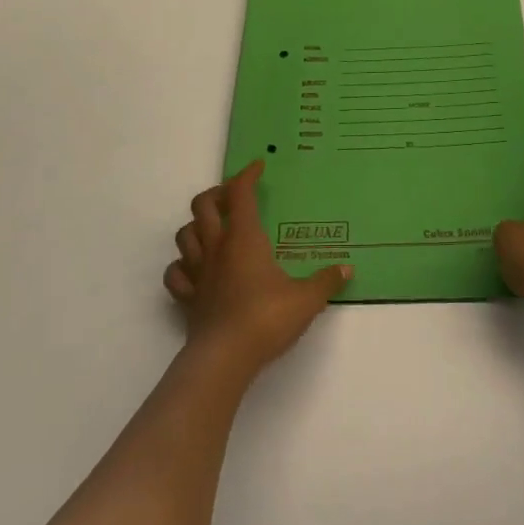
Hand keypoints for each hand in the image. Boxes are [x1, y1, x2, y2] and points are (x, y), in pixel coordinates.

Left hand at [164, 160, 350, 373]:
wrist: (225, 357)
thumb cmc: (267, 318)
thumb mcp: (307, 299)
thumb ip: (326, 281)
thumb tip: (347, 269)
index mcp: (244, 238)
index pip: (240, 194)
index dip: (247, 175)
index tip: (258, 167)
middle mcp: (217, 247)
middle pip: (203, 206)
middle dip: (217, 194)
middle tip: (234, 197)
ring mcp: (198, 273)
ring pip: (184, 235)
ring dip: (196, 226)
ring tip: (214, 229)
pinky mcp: (188, 298)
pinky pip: (176, 273)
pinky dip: (182, 265)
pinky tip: (195, 269)